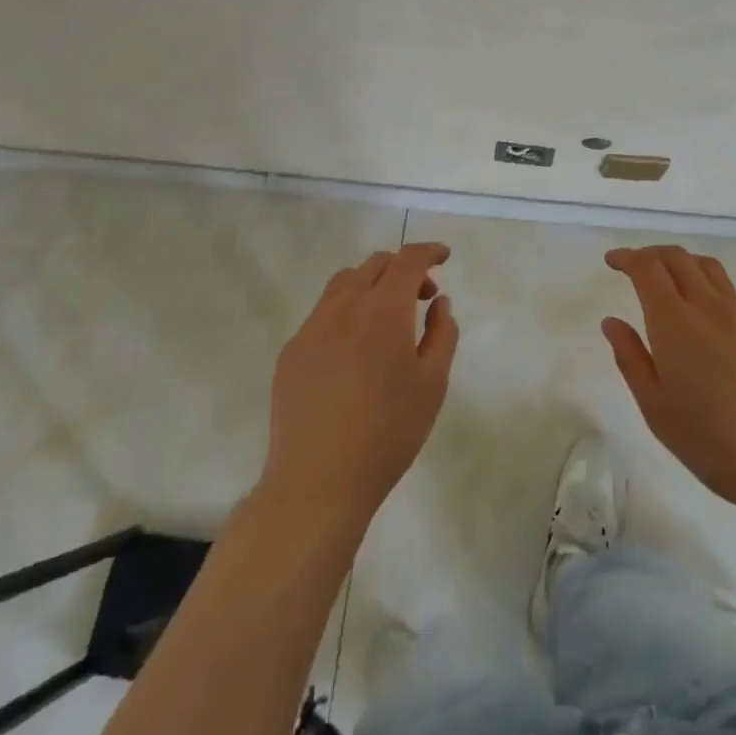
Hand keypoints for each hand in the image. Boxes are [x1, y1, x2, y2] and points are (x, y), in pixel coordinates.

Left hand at [261, 242, 457, 526]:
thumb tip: (439, 302)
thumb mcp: (432, 384)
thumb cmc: (388, 433)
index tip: (444, 256)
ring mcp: (312, 328)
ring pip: (344, 284)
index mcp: (383, 310)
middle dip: (403, 269)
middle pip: (375, 265)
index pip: (408, 260)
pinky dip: (346, 313)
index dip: (428, 251)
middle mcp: (344, 307)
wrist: (318, 483)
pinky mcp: (291, 352)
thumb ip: (442, 333)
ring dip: (372, 286)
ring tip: (386, 320)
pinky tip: (354, 353)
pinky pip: (323, 314)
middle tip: (422, 298)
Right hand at [603, 245, 735, 525]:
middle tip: (632, 267)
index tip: (612, 261)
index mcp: (675, 321)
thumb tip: (612, 322)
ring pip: (705, 265)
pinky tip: (698, 307)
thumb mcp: (656, 408)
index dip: (627, 257)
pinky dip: (702, 278)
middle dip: (650, 254)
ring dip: (679, 261)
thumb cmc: (711, 441)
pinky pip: (725, 286)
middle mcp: (707, 305)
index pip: (647, 268)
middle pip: (677, 257)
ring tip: (665, 279)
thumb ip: (630, 358)